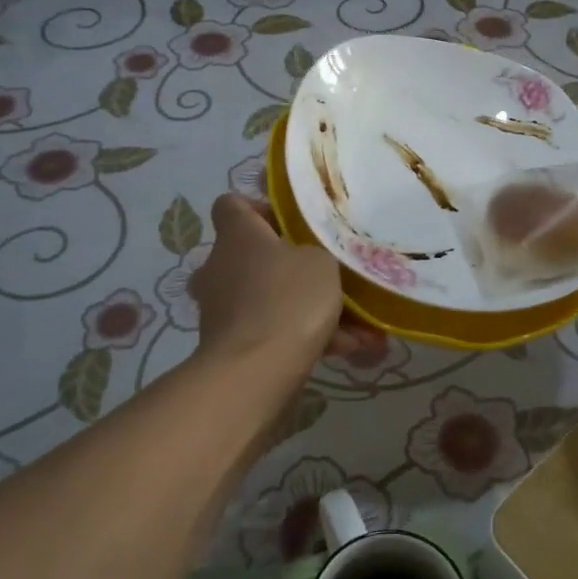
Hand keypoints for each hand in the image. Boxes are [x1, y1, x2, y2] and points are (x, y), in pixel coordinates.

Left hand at [190, 195, 369, 377]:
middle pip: (249, 256)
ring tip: (357, 325)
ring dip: (307, 309)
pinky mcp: (230, 346)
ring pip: (268, 299)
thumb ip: (315, 254)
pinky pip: (272, 332)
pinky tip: (345, 349)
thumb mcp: (321, 261)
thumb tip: (306, 262)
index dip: (259, 209)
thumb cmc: (289, 299)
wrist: (256, 372)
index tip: (290, 223)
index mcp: (237, 236)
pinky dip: (304, 339)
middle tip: (323, 276)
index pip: (231, 205)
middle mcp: (220, 268)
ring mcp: (221, 310)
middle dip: (286, 266)